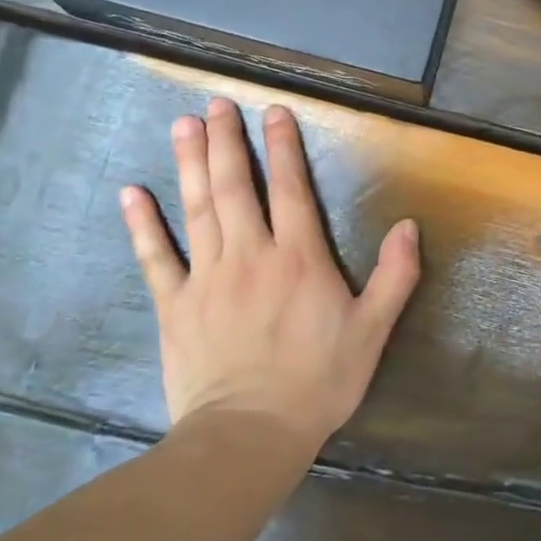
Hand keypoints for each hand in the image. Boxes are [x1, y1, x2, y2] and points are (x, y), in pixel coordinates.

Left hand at [118, 98, 420, 448]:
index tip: (273, 112)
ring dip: (191, 163)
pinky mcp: (175, 305)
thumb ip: (395, 276)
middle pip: (236, 186)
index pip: (290, 188)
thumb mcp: (372, 330)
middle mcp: (251, 253)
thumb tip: (409, 226)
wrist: (249, 435)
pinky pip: (155, 257)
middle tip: (216, 105)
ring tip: (183, 126)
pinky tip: (131, 193)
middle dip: (227, 141)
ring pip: (198, 208)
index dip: (283, 147)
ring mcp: (207, 277)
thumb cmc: (318, 381)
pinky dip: (142, 224)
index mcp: (299, 257)